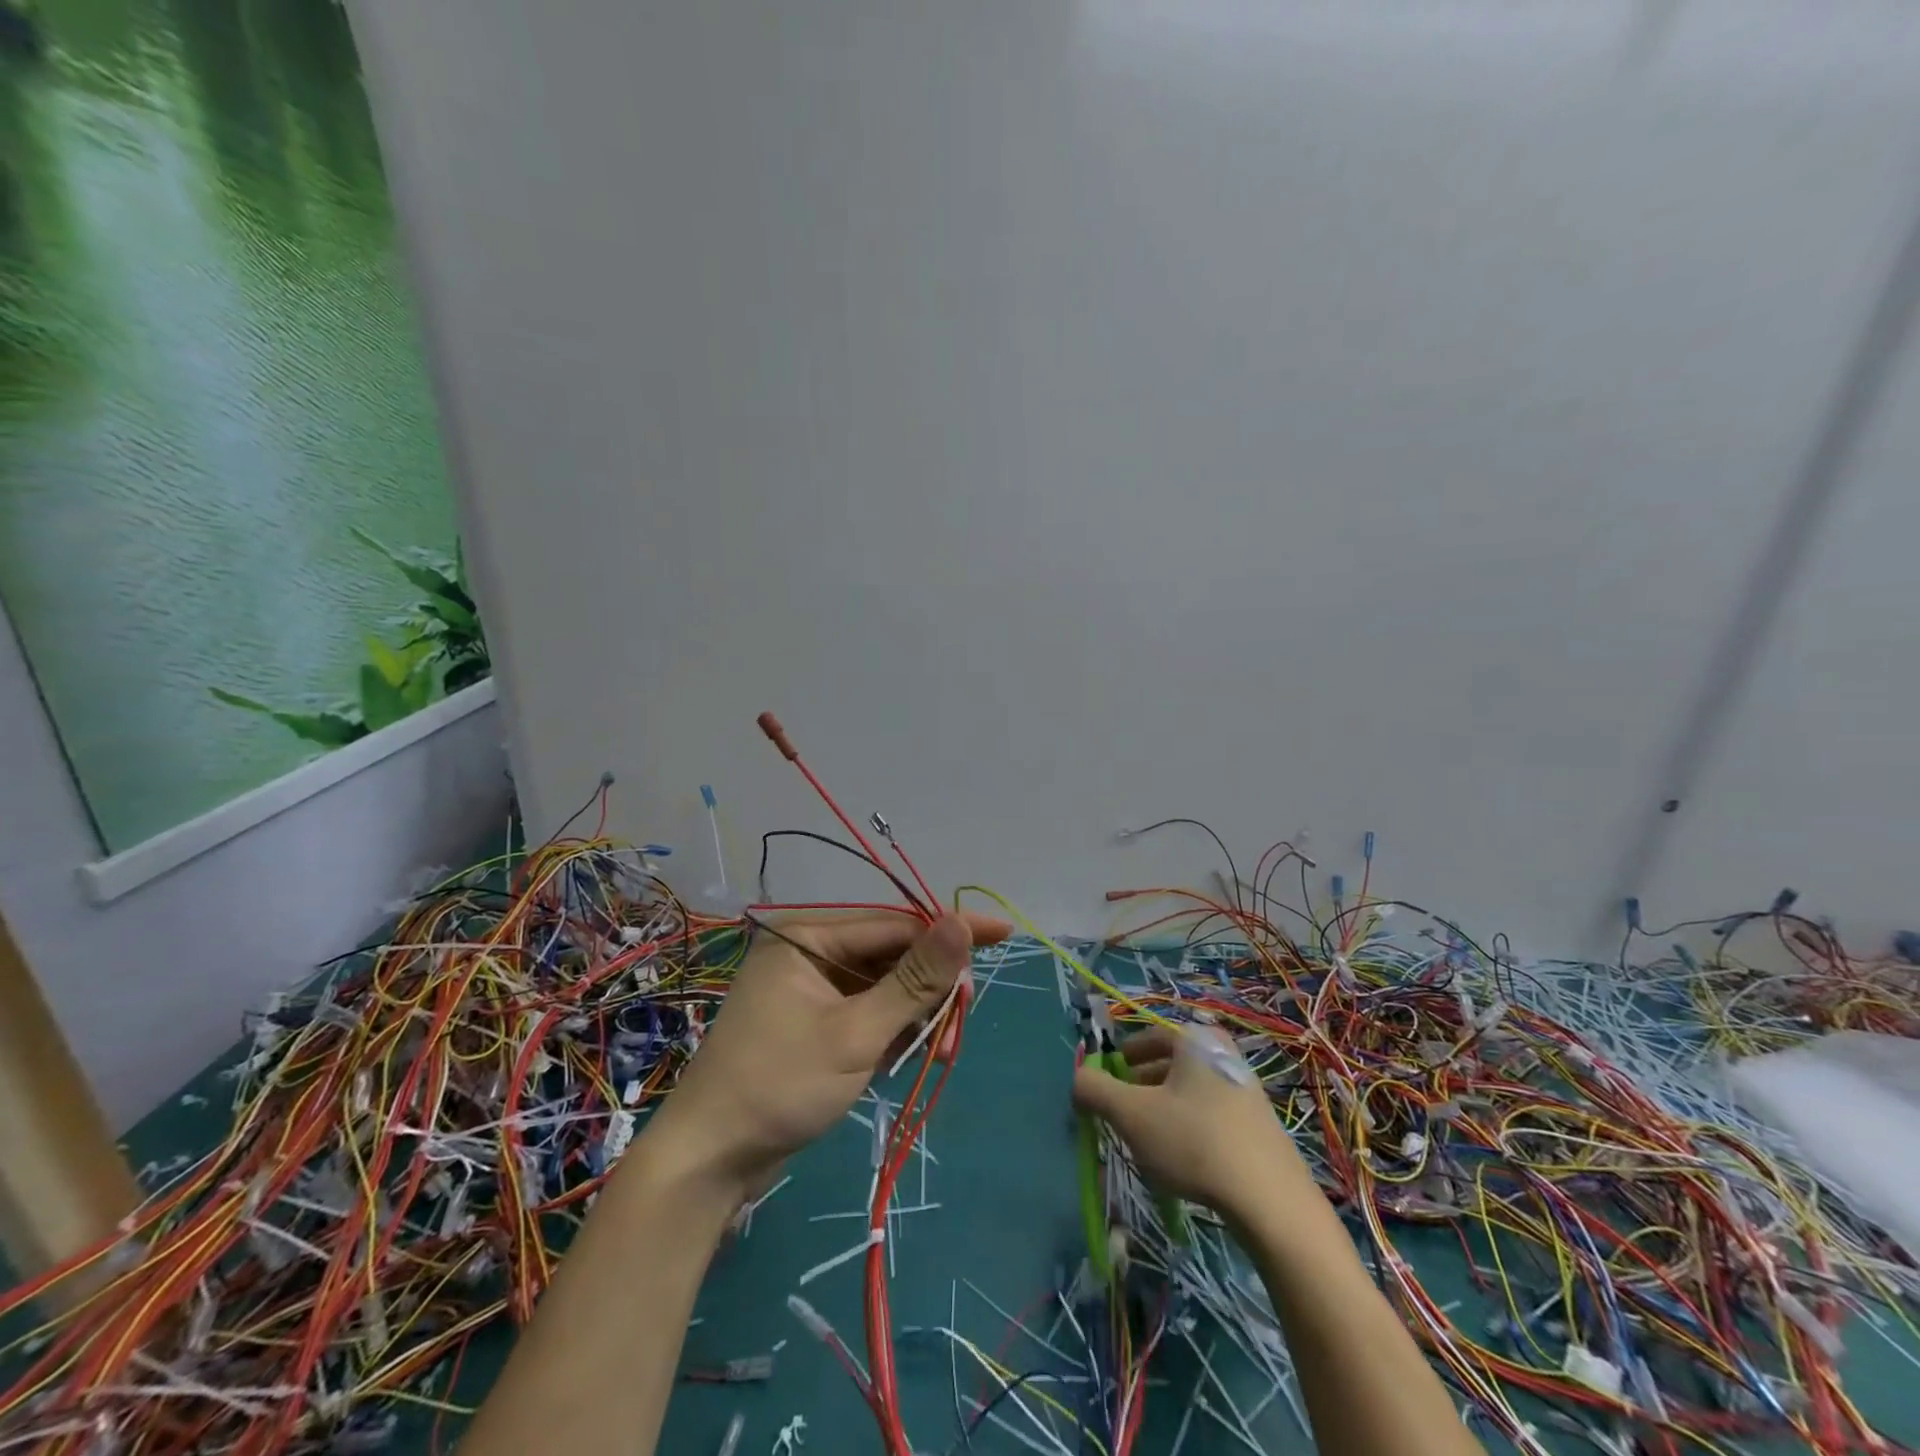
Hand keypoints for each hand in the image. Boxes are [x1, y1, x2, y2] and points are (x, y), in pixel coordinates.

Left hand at [647, 910, 1011, 1196]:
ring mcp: (809, 989)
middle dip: (930, 986)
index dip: (950, 930)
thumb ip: (914, 979)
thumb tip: (962, 922)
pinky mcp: (813, 1022)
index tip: (1003, 934)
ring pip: (882, 987)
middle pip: (890, 955)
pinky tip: (911, 1052)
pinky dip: (891, 1030)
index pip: (895, 923)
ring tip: (940, 1047)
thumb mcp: (856, 1033)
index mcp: (808, 936)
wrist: (709, 1162)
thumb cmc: (780, 1086)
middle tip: (964, 1017)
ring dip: (915, 1014)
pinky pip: (866, 1011)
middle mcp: (808, 952)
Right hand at [1071, 1023, 1315, 1220]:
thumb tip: (1077, 1079)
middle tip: (1121, 1115)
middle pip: (1168, 1063)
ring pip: (1189, 1091)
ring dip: (1162, 1109)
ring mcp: (1246, 1088)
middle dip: (1139, 1086)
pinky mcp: (1260, 1124)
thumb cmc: (1194, 1142)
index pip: (1146, 1037)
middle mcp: (1223, 1052)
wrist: (1272, 1202)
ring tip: (1147, 1142)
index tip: (1105, 1086)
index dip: (1119, 1060)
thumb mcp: (1130, 1114)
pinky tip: (1182, 1161)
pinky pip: (1211, 1114)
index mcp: (1194, 1038)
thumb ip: (1094, 1090)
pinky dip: (1189, 1127)